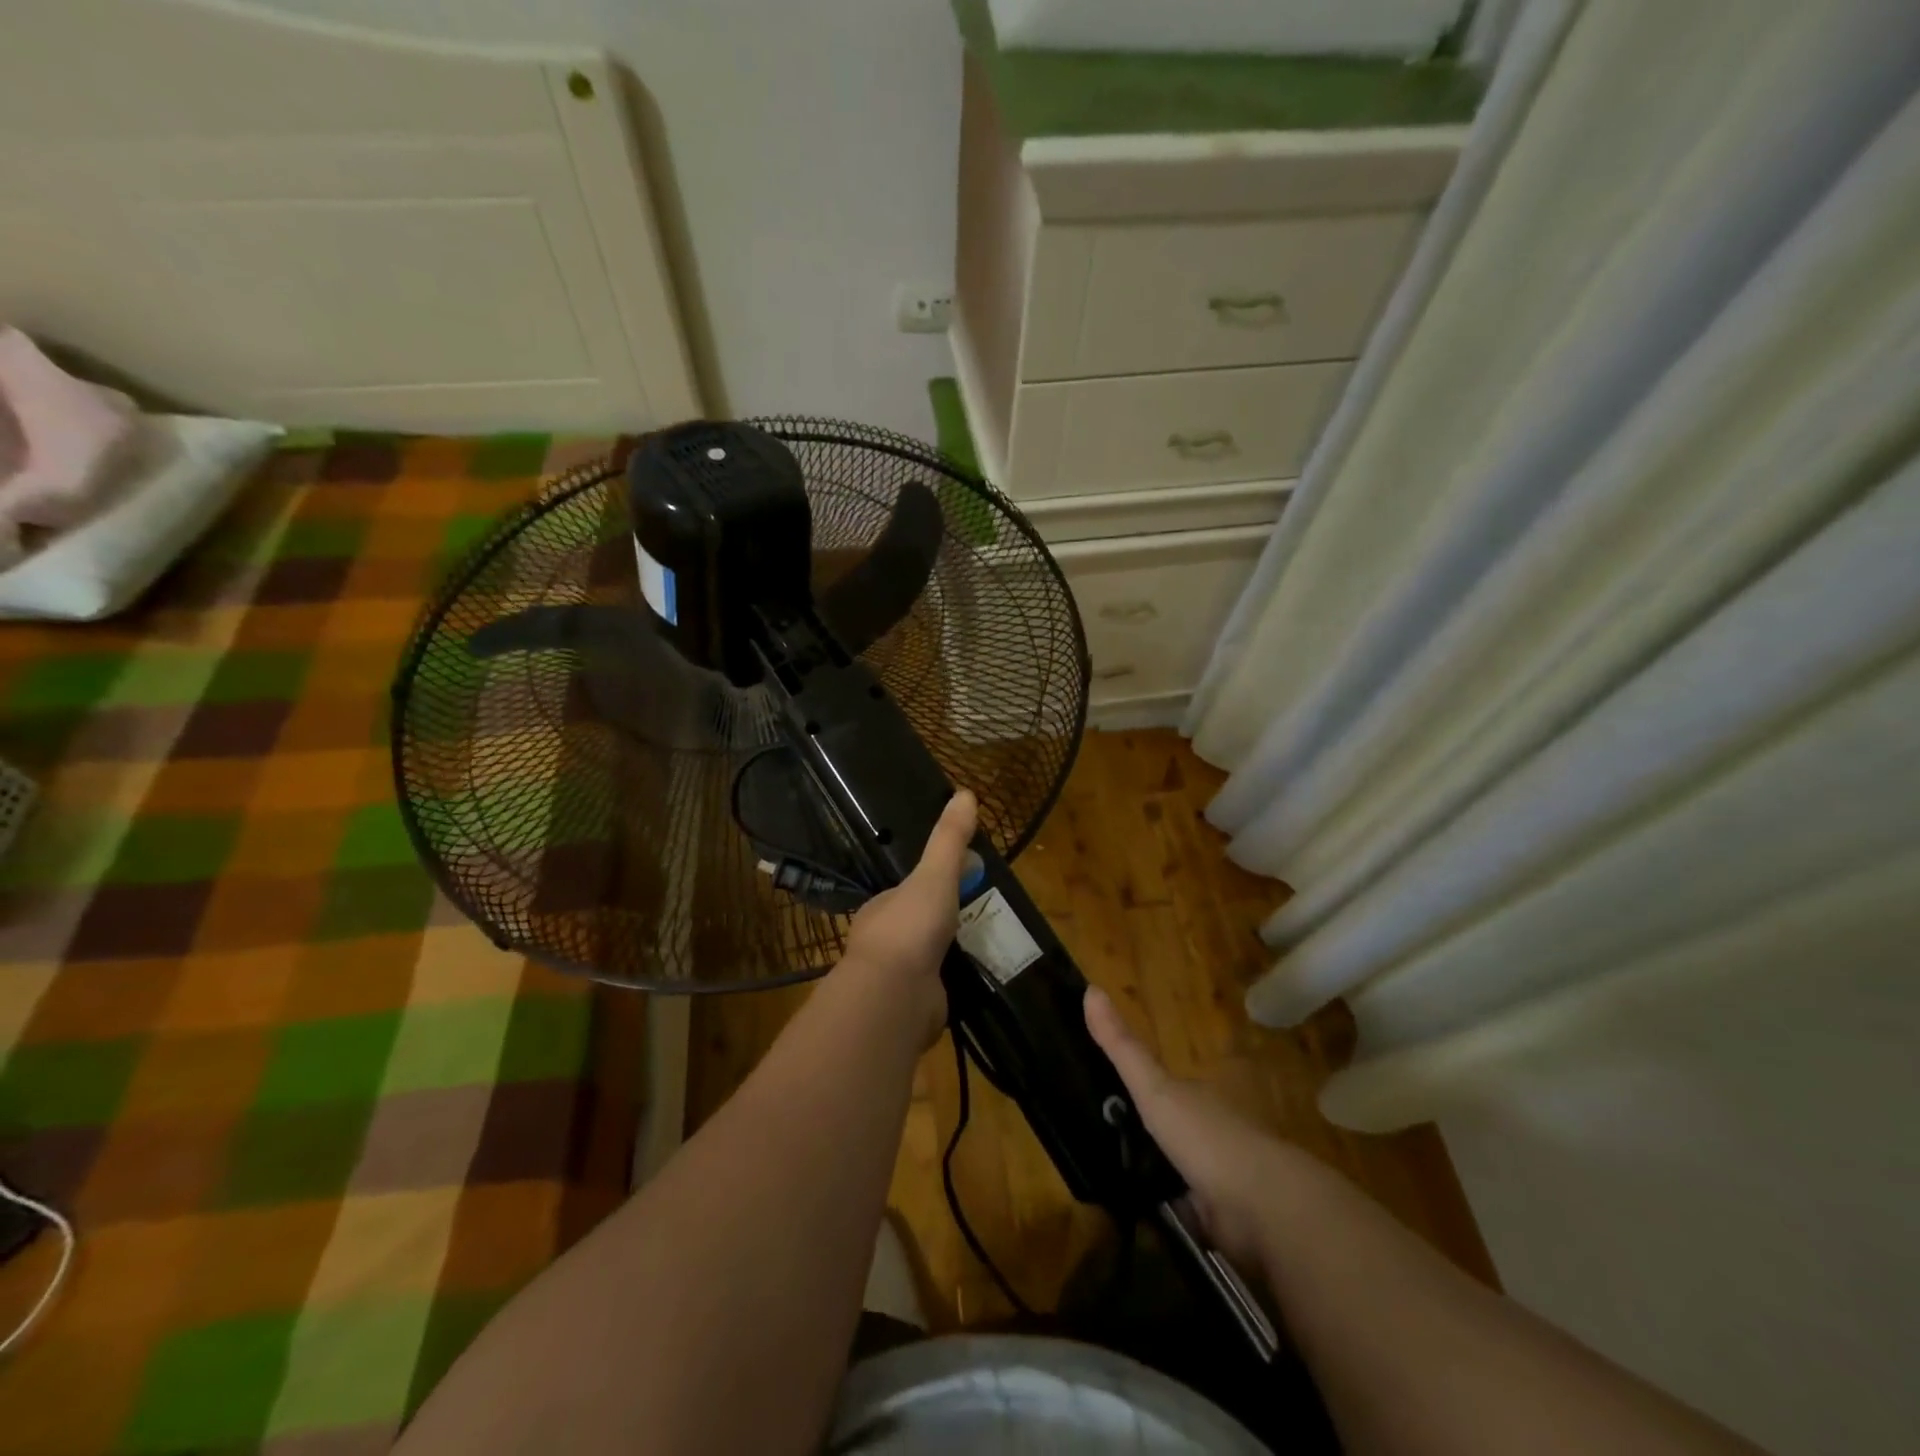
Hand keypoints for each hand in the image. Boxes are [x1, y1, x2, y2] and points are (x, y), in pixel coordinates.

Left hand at [839, 791, 977, 1041]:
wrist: (894, 996)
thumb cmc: (910, 927)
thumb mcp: (934, 875)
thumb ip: (949, 839)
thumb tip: (965, 792)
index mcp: (882, 908)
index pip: (908, 890)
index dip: (933, 883)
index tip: (963, 882)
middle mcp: (884, 941)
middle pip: (917, 923)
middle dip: (942, 921)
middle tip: (979, 916)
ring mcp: (895, 977)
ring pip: (926, 958)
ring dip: (948, 953)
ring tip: (983, 947)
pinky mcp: (911, 1007)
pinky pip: (935, 988)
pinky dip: (952, 983)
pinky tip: (973, 980)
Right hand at [1085, 985, 1295, 1276]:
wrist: (1262, 1207)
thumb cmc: (1205, 1136)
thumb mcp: (1154, 1087)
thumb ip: (1122, 1046)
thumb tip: (1090, 988)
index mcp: (1194, 1097)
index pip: (1158, 1087)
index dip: (1131, 1088)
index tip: (1096, 1094)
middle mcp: (1206, 1131)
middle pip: (1164, 1127)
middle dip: (1137, 1134)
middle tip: (1089, 1141)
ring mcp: (1214, 1177)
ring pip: (1172, 1170)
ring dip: (1148, 1175)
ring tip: (1102, 1180)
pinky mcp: (1216, 1220)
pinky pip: (1180, 1212)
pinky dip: (1162, 1212)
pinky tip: (1131, 1214)